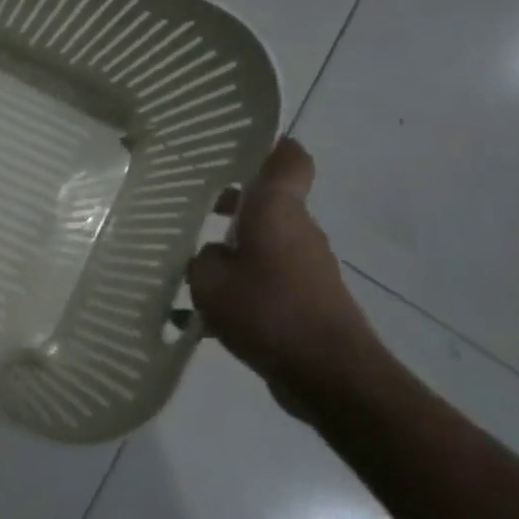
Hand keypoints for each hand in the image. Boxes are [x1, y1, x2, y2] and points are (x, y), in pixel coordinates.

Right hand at [186, 139, 378, 413]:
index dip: (269, 145)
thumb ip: (201, 260)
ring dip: (232, 248)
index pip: (288, 159)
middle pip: (268, 202)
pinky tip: (207, 312)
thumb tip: (209, 255)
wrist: (329, 374)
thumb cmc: (267, 311)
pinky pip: (267, 277)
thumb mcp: (209, 281)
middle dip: (230, 203)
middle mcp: (297, 230)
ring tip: (189, 266)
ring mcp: (307, 266)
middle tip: (188, 208)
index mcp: (277, 211)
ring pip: (265, 242)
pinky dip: (241, 284)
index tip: (236, 146)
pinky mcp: (308, 298)